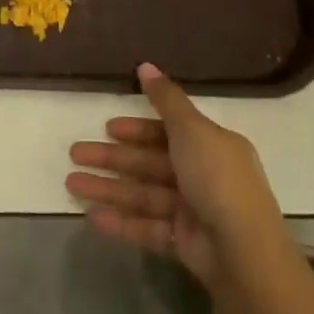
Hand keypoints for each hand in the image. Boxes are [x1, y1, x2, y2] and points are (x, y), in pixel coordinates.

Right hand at [66, 63, 291, 286]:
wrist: (242, 249)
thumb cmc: (216, 177)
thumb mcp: (192, 129)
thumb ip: (166, 99)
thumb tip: (145, 64)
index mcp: (211, 146)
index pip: (168, 133)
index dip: (137, 130)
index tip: (108, 128)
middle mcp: (202, 176)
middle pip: (149, 163)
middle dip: (112, 158)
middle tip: (76, 153)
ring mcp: (192, 211)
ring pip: (143, 194)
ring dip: (108, 188)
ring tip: (71, 183)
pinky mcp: (182, 242)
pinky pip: (146, 227)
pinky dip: (121, 221)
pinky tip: (91, 217)